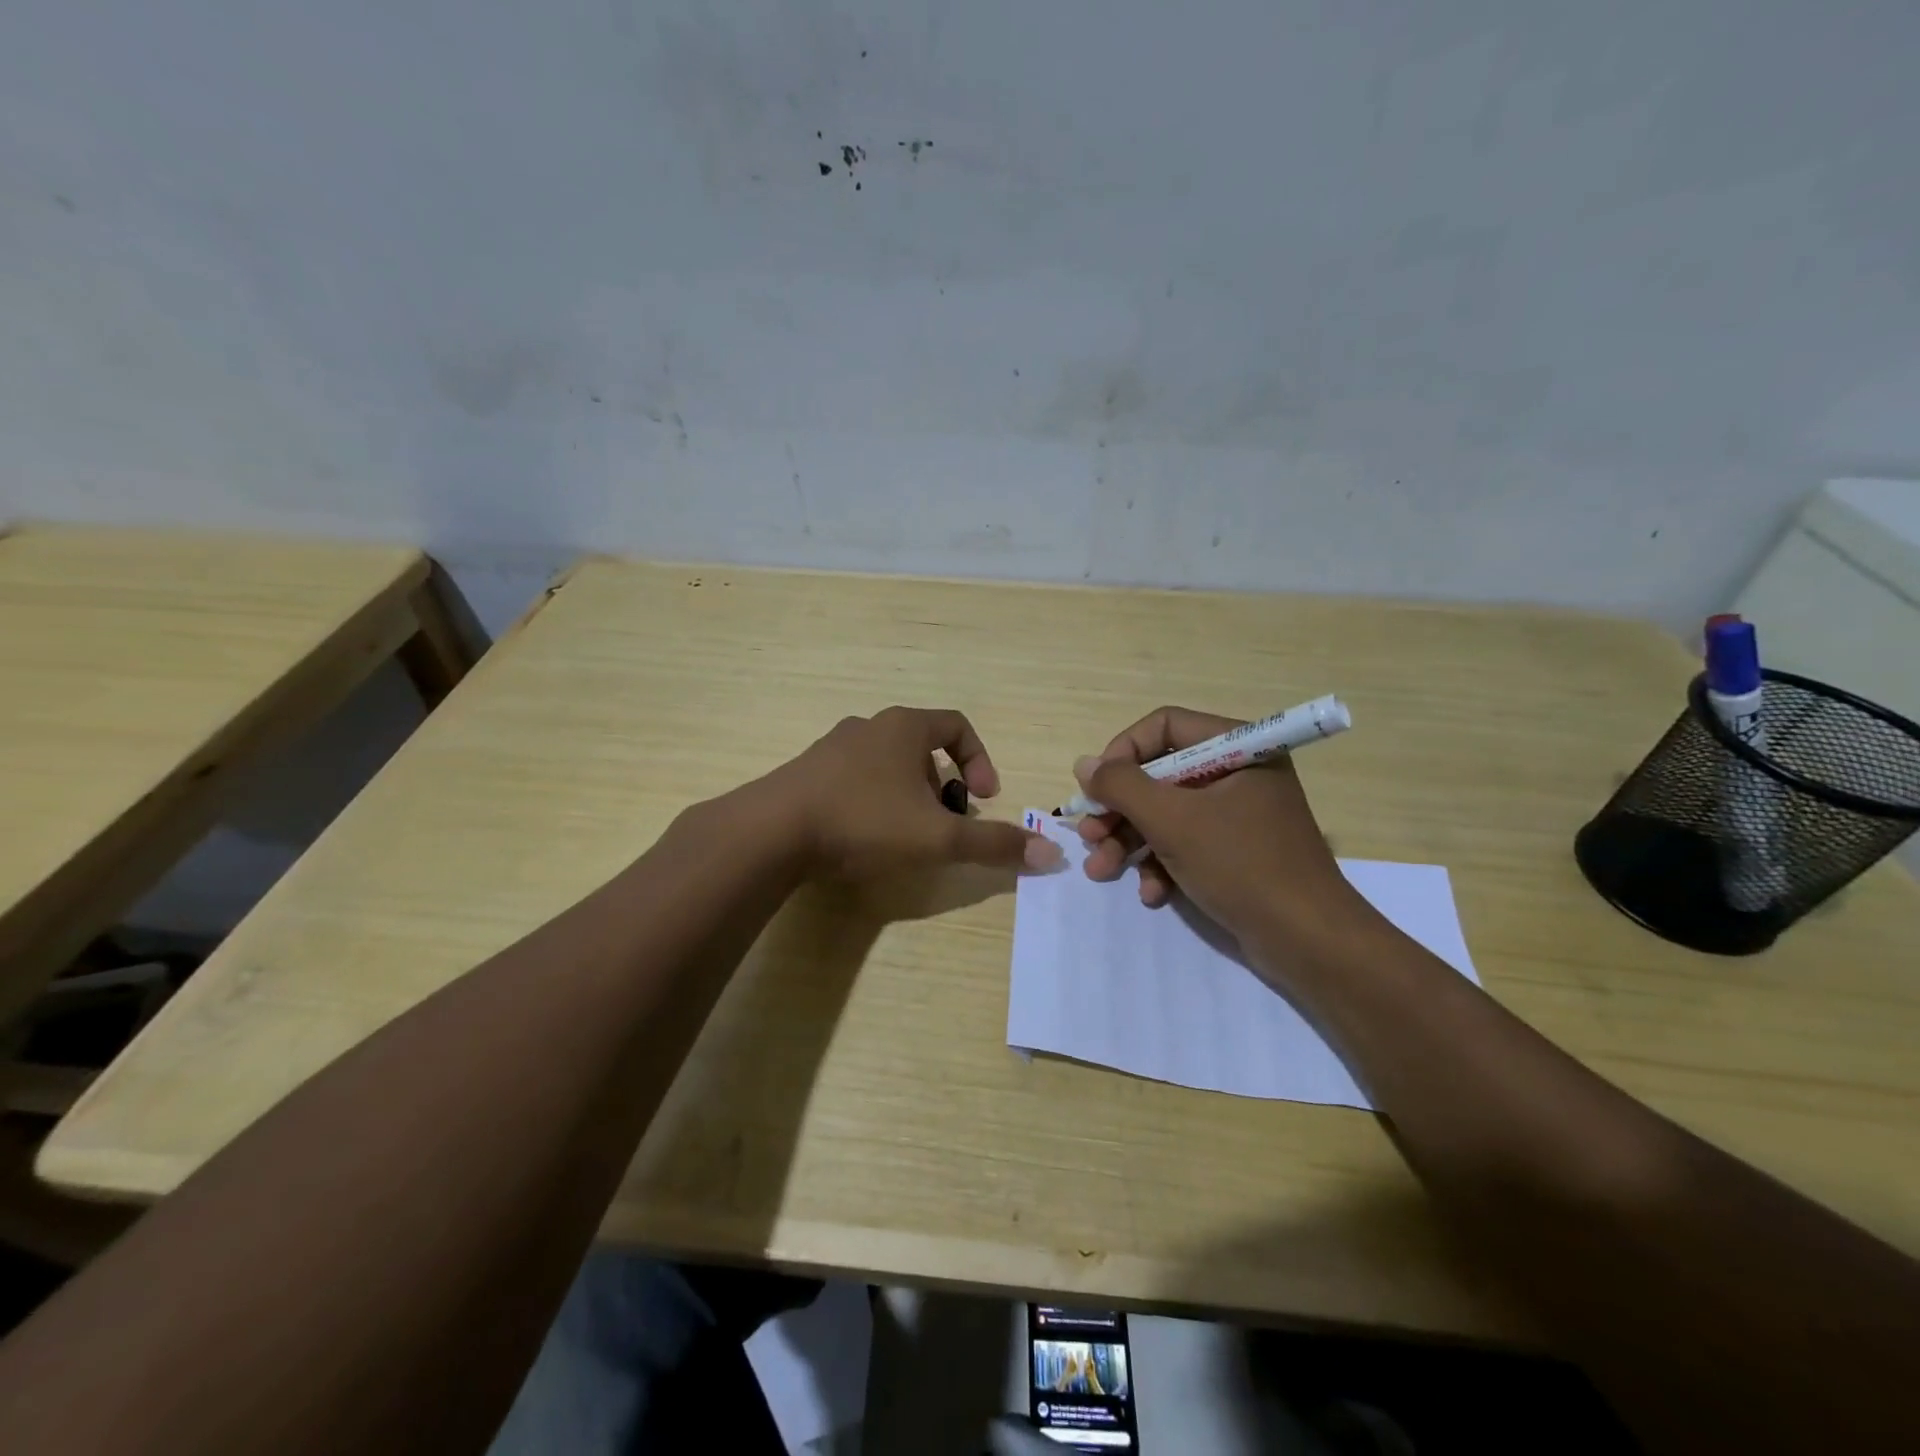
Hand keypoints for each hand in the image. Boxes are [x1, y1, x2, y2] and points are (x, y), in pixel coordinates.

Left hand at [768, 707, 1063, 880]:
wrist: (772, 832)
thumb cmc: (865, 822)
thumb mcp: (938, 837)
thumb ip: (993, 844)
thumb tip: (1050, 854)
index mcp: (904, 727)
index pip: (958, 726)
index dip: (981, 760)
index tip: (984, 798)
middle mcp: (869, 726)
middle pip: (923, 748)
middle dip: (944, 787)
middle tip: (944, 824)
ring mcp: (833, 747)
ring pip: (888, 765)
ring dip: (909, 796)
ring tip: (906, 836)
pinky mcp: (807, 772)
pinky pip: (856, 779)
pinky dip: (874, 802)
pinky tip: (864, 838)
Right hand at [1074, 706, 1362, 947]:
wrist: (1308, 941)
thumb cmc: (1241, 865)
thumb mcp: (1172, 821)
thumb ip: (1122, 786)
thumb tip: (1085, 764)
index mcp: (1239, 748)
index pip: (1165, 726)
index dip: (1124, 752)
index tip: (1096, 786)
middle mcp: (1239, 772)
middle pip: (1160, 774)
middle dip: (1120, 810)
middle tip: (1089, 835)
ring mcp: (1238, 814)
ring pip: (1167, 813)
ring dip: (1130, 842)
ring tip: (1101, 871)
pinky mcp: (1236, 851)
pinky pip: (1187, 843)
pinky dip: (1162, 865)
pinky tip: (1152, 894)